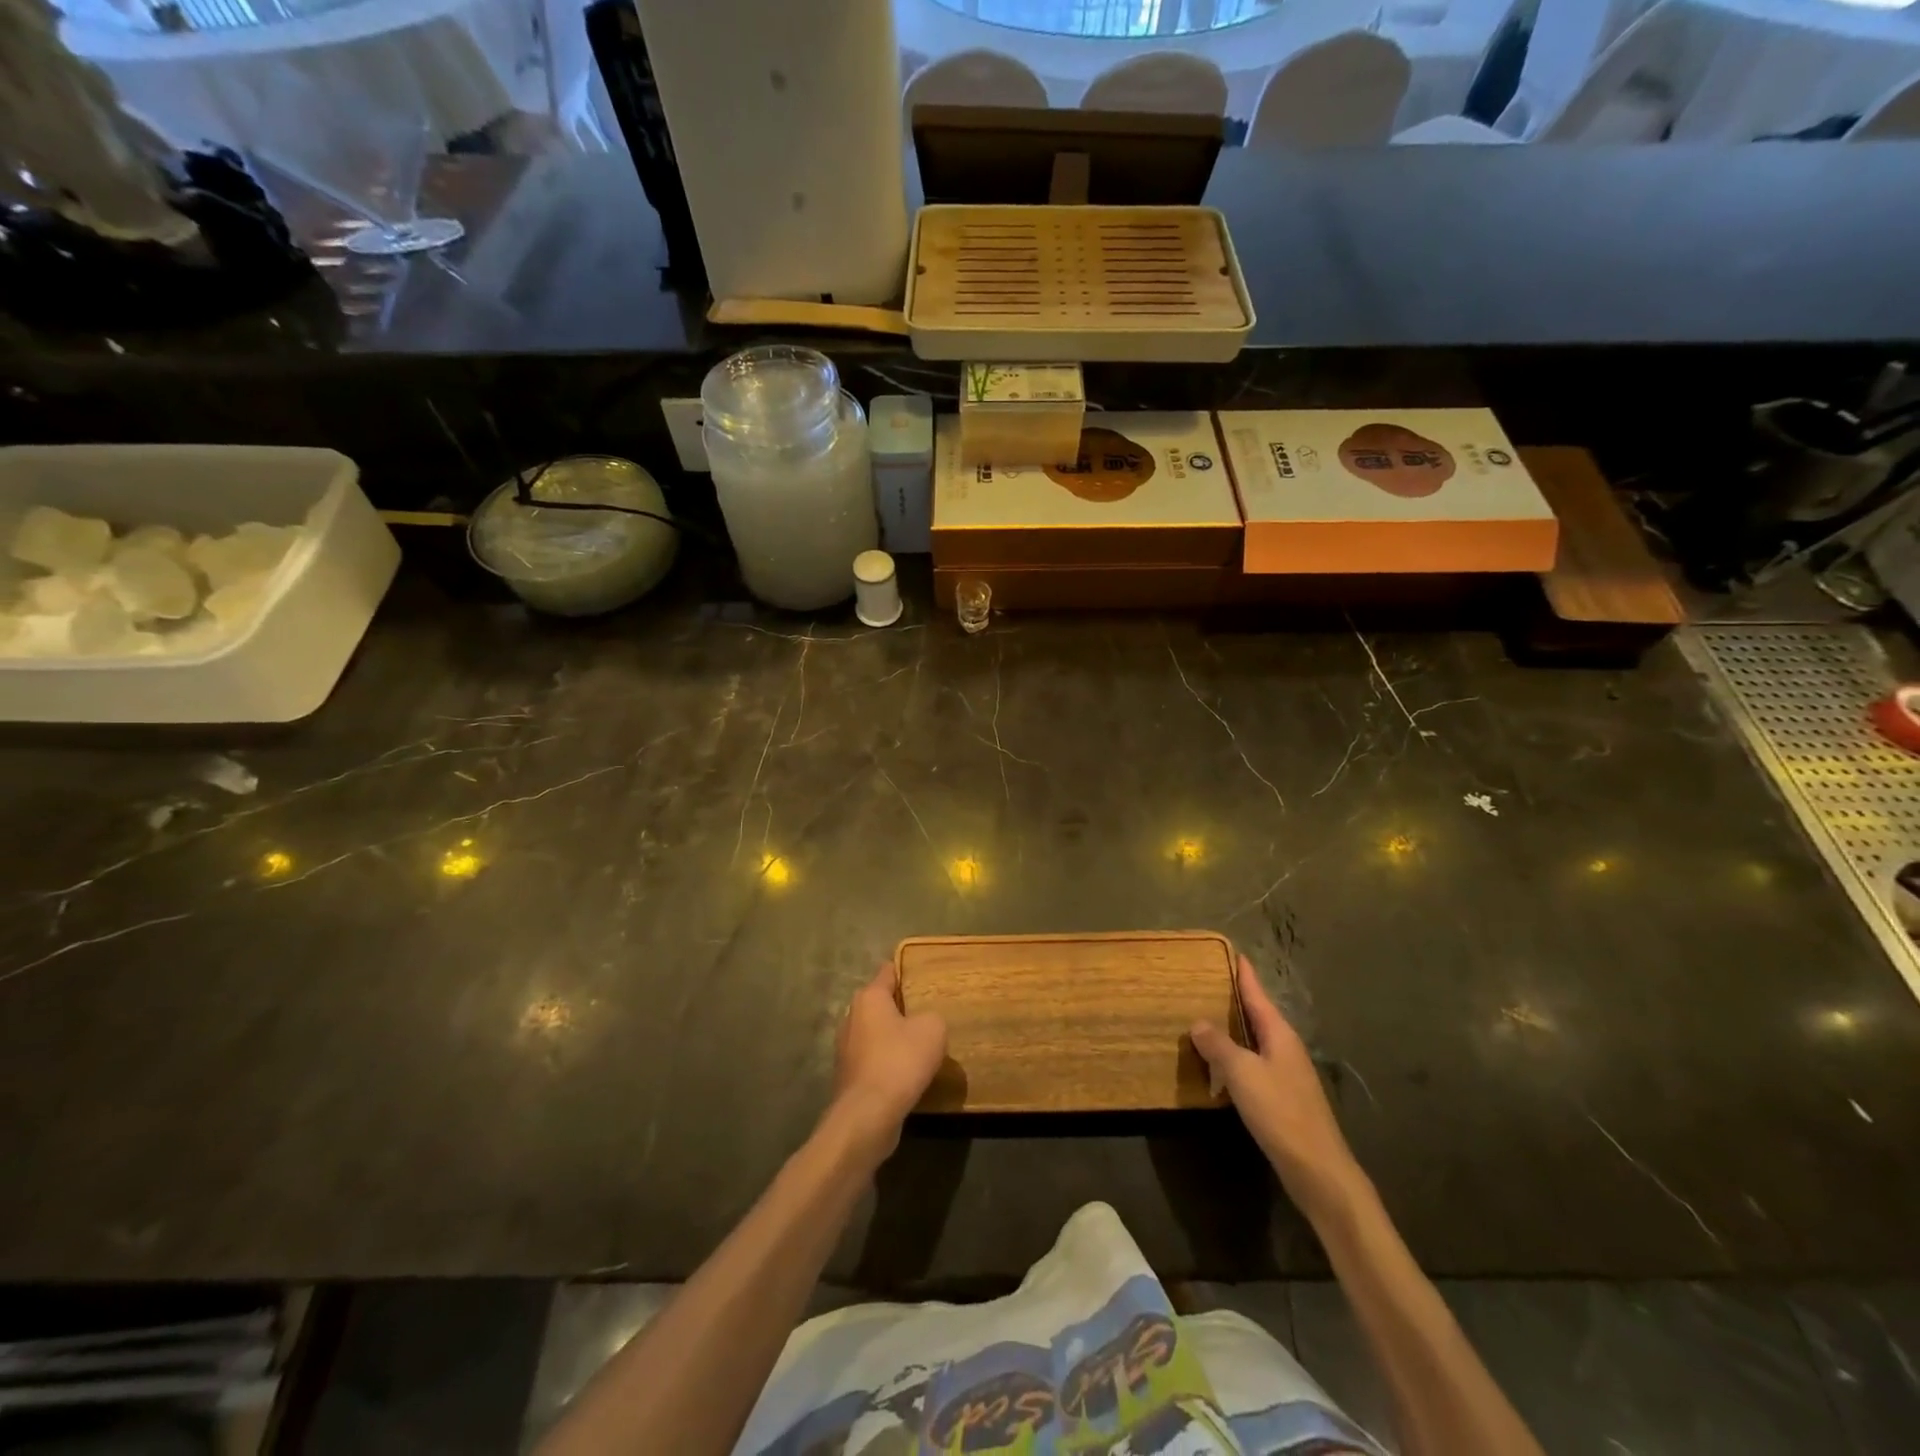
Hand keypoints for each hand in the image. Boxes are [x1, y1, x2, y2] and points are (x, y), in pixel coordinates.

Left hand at [829, 963, 946, 1159]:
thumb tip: (923, 1023)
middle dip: (900, 1008)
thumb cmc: (900, 1061)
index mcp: (869, 998)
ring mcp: (845, 1049)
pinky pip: (872, 1061)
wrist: (867, 1116)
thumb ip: (932, 1017)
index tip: (921, 975)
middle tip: (925, 1014)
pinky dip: (887, 1064)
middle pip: (879, 1004)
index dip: (904, 971)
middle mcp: (851, 1017)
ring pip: (875, 1034)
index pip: (887, 972)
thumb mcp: (933, 1030)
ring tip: (919, 1047)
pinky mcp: (847, 1077)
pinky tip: (905, 1075)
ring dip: (892, 1039)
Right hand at [1191, 955, 1365, 1221]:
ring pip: (1256, 1041)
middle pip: (1258, 1015)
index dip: (1245, 975)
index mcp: (1279, 1035)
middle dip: (1237, 999)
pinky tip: (1220, 1066)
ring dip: (1234, 1029)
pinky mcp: (1283, 1098)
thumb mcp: (1242, 1073)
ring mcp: (1287, 1074)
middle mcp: (1286, 1048)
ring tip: (1207, 1018)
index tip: (1234, 953)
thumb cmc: (1280, 1112)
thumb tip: (1199, 1022)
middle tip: (1210, 982)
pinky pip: (1254, 1064)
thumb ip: (1218, 1045)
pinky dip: (1236, 1057)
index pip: (1258, 995)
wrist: (1318, 1170)